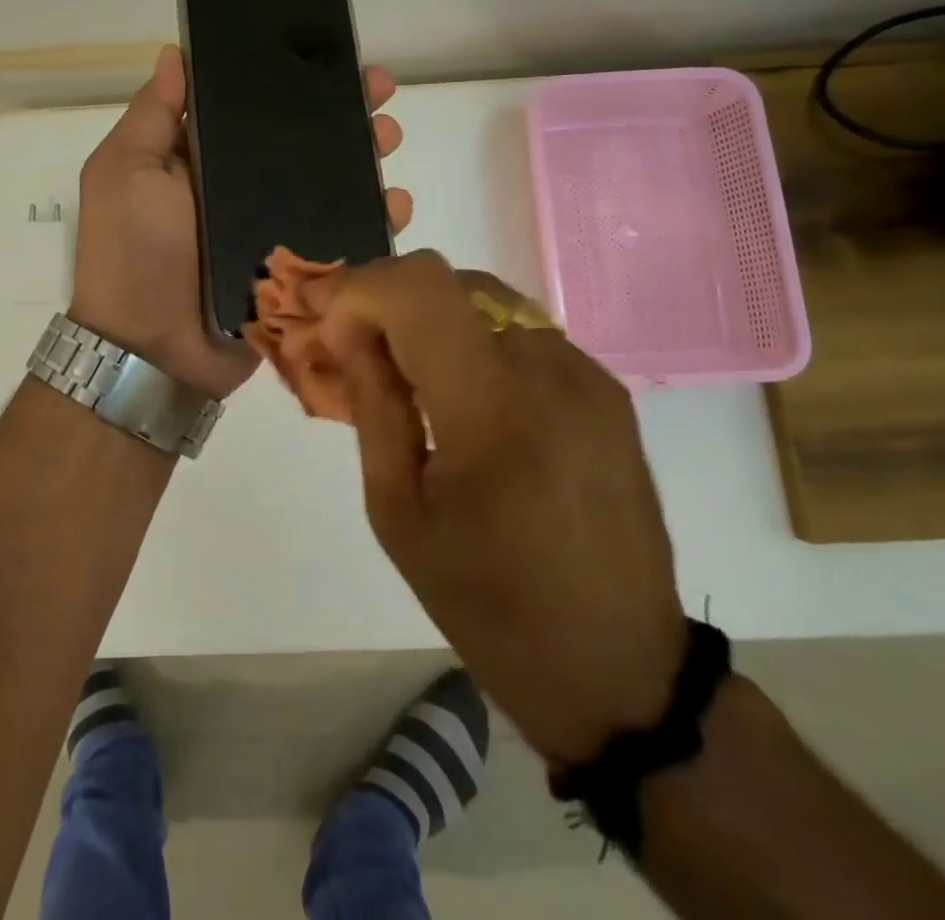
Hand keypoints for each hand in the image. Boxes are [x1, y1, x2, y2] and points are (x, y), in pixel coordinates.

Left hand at [68, 44, 411, 401]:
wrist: (152, 351)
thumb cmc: (133, 251)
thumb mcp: (125, 170)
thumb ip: (152, 115)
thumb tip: (174, 53)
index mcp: (203, 159)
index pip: (254, 107)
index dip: (290, 79)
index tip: (328, 56)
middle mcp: (242, 188)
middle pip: (302, 142)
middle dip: (342, 113)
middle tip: (379, 93)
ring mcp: (274, 230)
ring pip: (331, 184)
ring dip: (366, 157)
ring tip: (390, 139)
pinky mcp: (299, 271)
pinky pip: (343, 237)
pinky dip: (374, 218)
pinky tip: (396, 202)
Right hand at [313, 251, 687, 766]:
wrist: (617, 666)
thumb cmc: (488, 603)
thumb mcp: (398, 512)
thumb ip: (374, 405)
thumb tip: (350, 331)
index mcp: (492, 409)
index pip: (418, 290)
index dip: (359, 289)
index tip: (327, 323)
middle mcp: (550, 371)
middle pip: (452, 279)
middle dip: (389, 298)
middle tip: (357, 347)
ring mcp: (588, 375)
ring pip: (487, 297)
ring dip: (431, 314)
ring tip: (406, 369)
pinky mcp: (607, 389)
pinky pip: (523, 330)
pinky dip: (474, 336)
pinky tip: (462, 391)